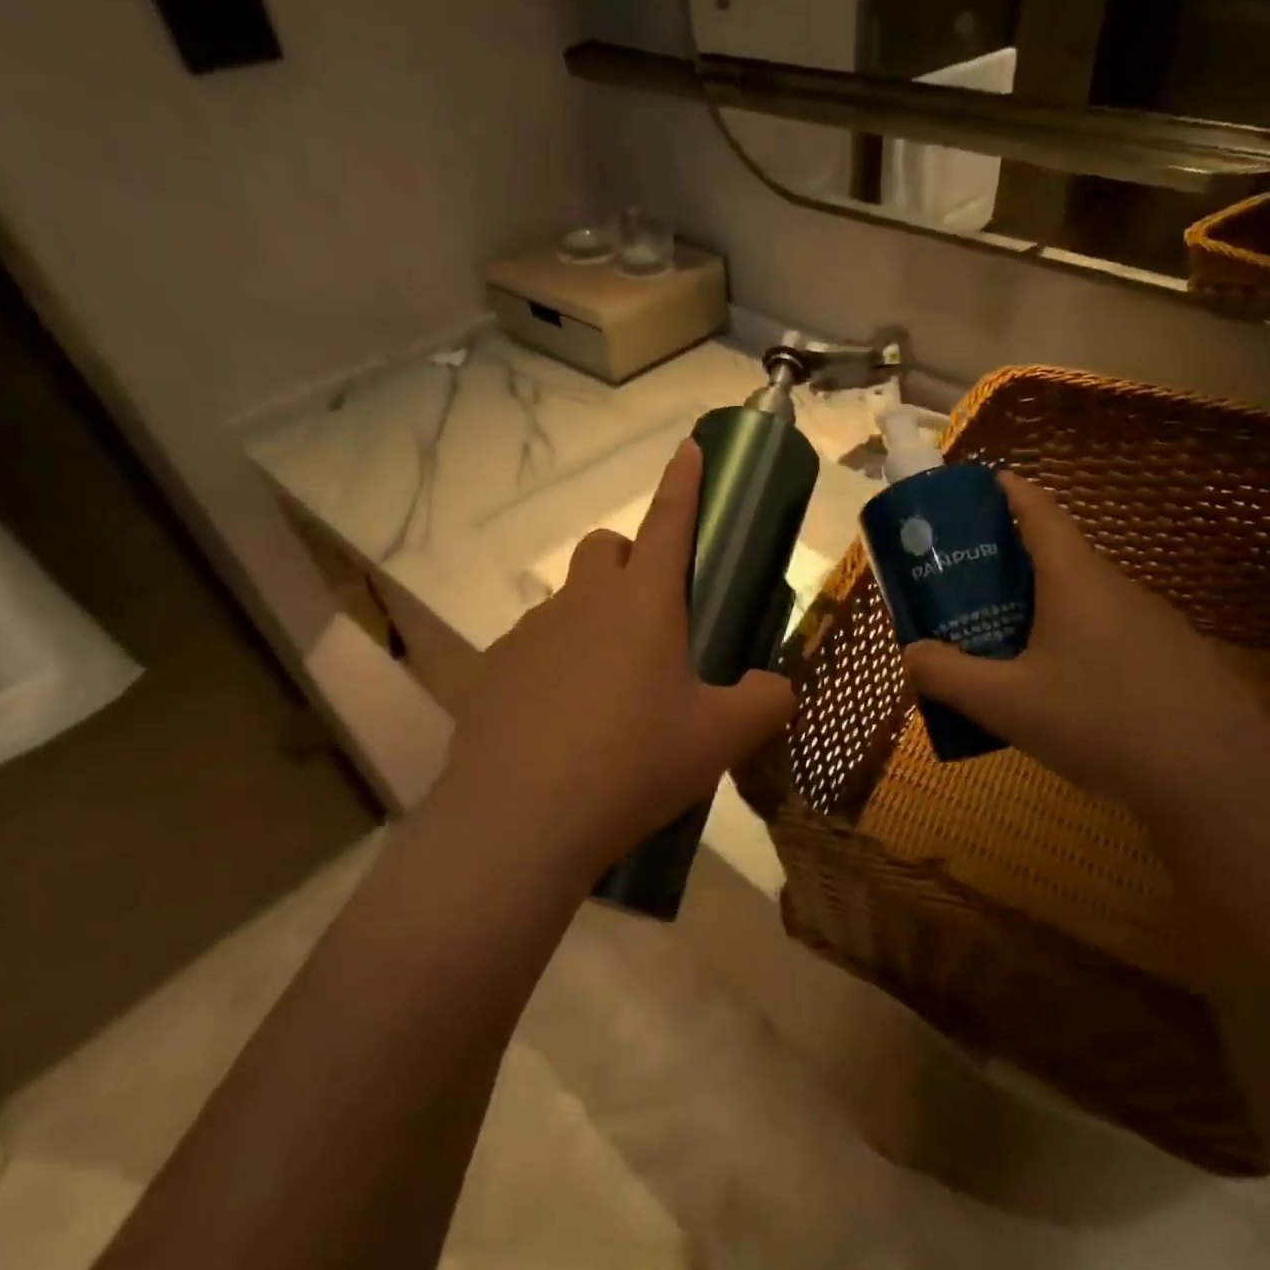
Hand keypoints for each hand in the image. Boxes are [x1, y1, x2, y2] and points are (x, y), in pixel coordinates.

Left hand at [434, 440, 796, 884]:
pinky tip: (565, 726)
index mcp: (644, 603)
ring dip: (595, 622)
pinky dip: (557, 667)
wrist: (521, 821)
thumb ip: (765, 702)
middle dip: (633, 562)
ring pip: (569, 603)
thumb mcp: (720, 738)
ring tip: (612, 693)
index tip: (690, 448)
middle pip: (607, 548)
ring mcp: (530, 634)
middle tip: (656, 621)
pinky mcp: (494, 672)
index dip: (684, 482)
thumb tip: (775, 688)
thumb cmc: (634, 763)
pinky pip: (535, 650)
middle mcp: (583, 602)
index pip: (669, 521)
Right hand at [902, 471, 1269, 812]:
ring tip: (1007, 653)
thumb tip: (911, 654)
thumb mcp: (1006, 703)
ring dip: (1043, 613)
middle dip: (1010, 568)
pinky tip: (1066, 698)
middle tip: (969, 595)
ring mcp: (1154, 624)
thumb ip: (948, 676)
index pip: (1041, 511)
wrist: (1215, 780)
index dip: (1010, 491)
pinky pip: (1112, 637)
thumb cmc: (1099, 721)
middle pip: (1058, 560)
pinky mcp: (1176, 660)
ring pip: (1085, 603)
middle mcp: (1118, 588)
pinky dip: (1078, 646)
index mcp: (1076, 580)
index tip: (984, 484)